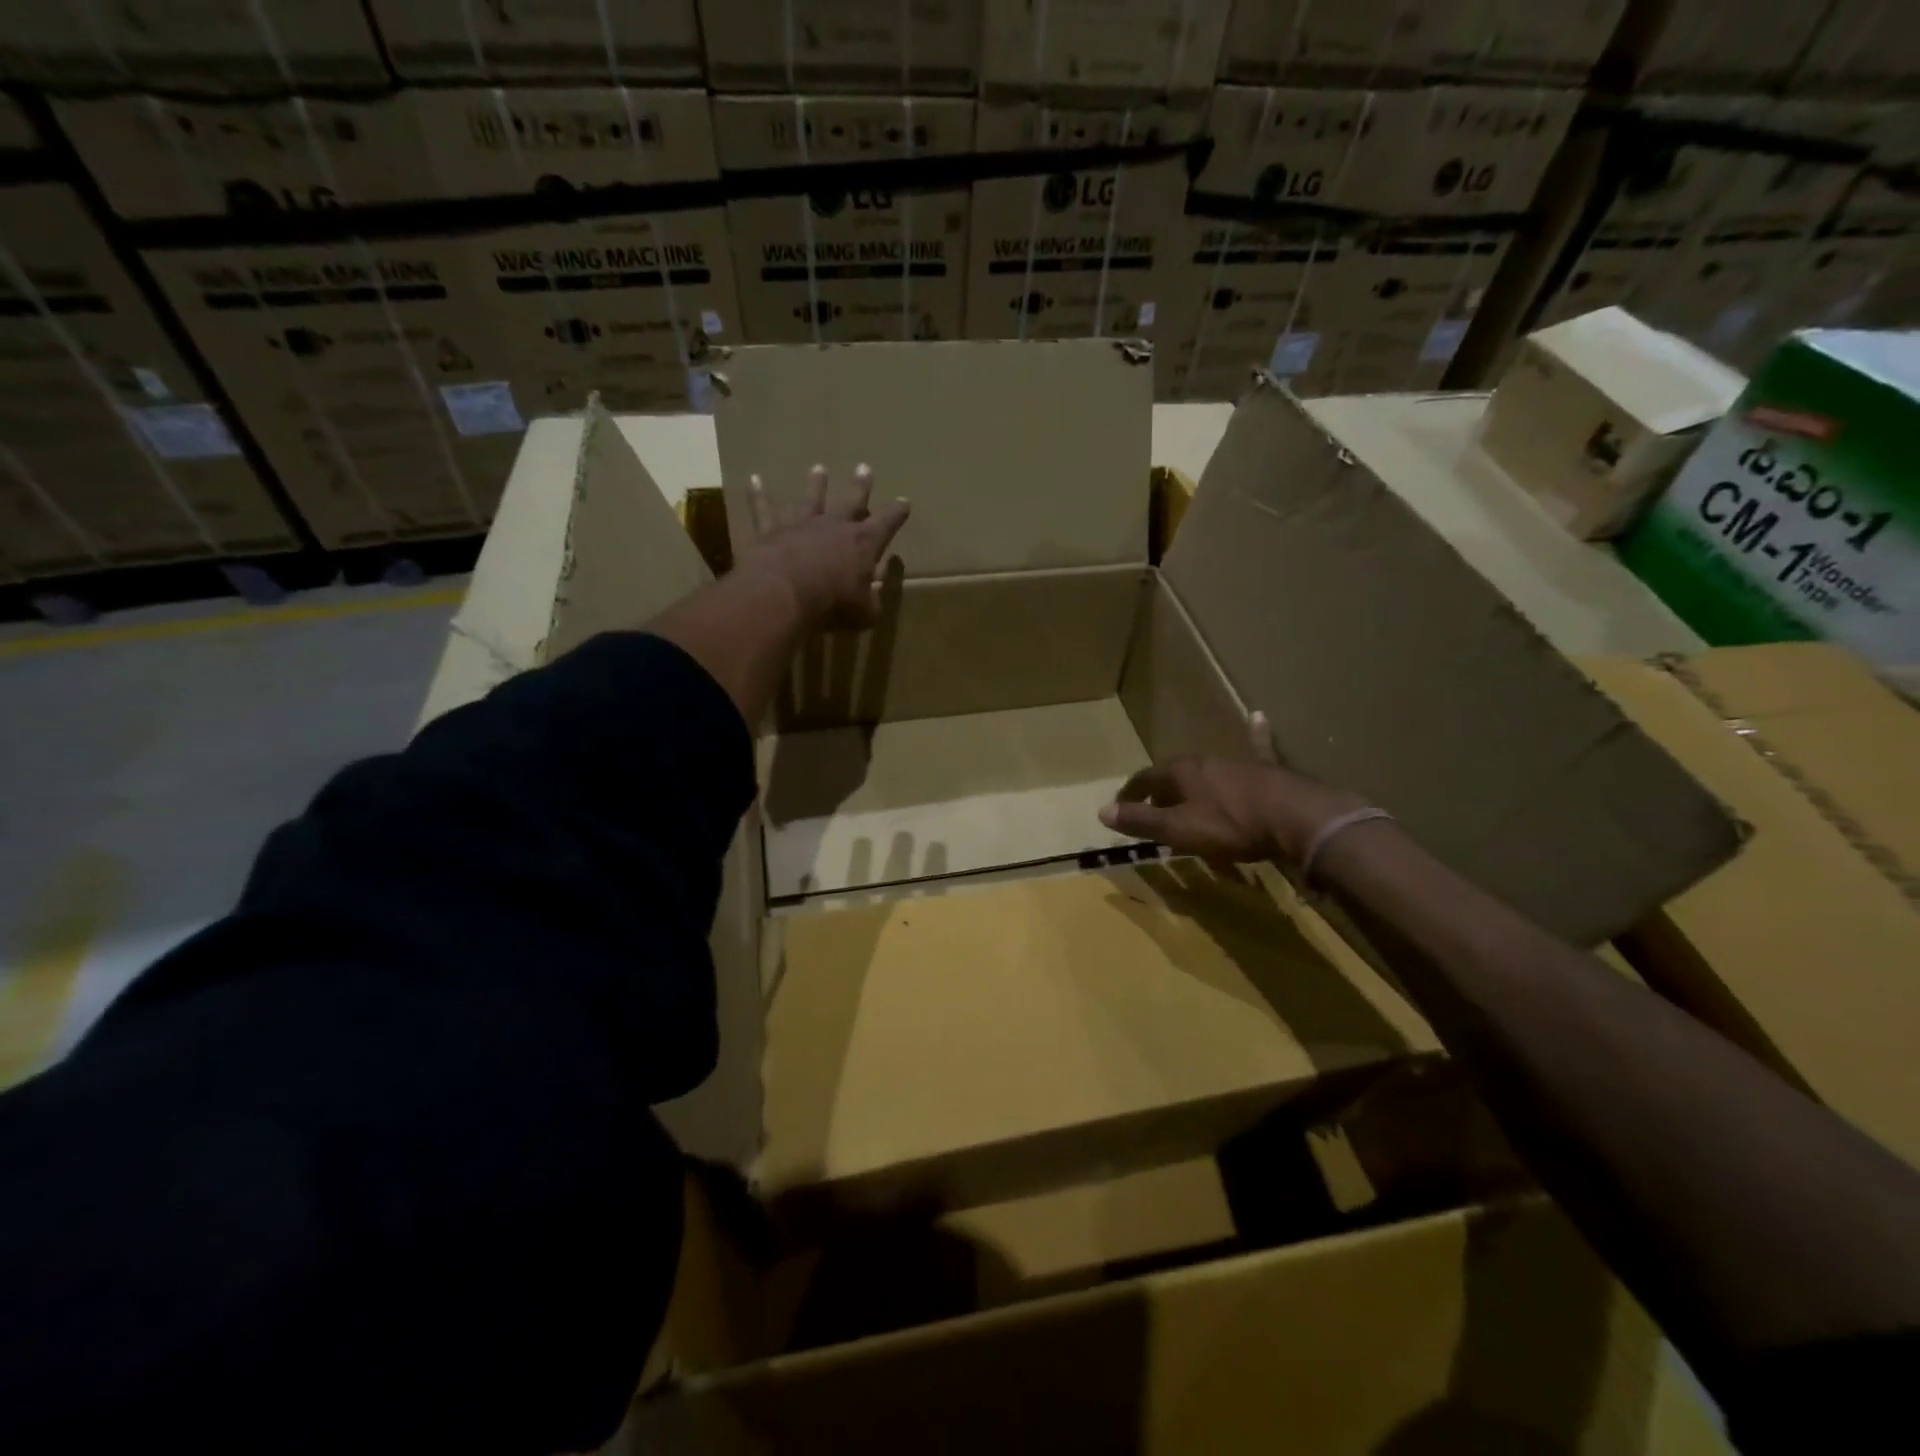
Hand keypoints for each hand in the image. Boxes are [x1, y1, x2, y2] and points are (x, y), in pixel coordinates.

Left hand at [742, 463, 909, 629]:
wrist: (786, 593)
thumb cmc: (833, 604)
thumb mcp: (864, 612)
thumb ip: (871, 602)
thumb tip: (874, 598)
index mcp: (864, 543)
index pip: (887, 523)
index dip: (897, 512)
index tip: (904, 502)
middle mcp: (835, 526)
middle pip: (852, 501)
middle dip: (861, 487)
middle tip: (865, 468)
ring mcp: (803, 526)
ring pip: (812, 499)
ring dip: (816, 485)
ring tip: (818, 469)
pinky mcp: (773, 532)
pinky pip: (765, 510)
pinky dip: (759, 495)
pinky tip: (754, 479)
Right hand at [1099, 712, 1368, 864]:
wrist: (1297, 819)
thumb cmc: (1232, 826)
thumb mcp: (1179, 830)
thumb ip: (1142, 820)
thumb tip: (1102, 811)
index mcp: (1180, 772)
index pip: (1144, 779)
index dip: (1130, 795)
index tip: (1119, 809)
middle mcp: (1205, 759)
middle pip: (1174, 774)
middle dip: (1161, 791)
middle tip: (1154, 810)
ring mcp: (1237, 761)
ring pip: (1207, 769)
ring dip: (1194, 782)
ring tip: (1187, 795)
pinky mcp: (1267, 767)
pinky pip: (1257, 747)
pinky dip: (1255, 734)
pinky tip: (1258, 718)